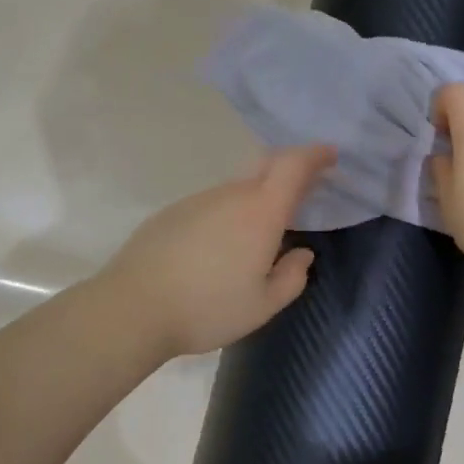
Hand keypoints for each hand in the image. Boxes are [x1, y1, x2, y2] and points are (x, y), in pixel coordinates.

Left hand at [101, 146, 334, 358]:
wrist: (133, 308)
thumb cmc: (207, 308)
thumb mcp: (263, 305)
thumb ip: (292, 277)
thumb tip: (301, 254)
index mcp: (260, 212)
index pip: (293, 165)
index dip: (315, 155)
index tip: (330, 155)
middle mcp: (230, 195)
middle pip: (265, 166)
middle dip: (290, 169)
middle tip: (303, 190)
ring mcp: (198, 200)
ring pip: (237, 188)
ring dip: (255, 199)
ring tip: (257, 236)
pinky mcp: (172, 212)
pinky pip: (212, 205)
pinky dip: (227, 215)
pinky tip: (217, 250)